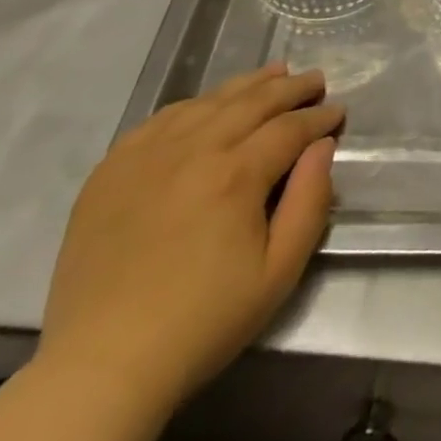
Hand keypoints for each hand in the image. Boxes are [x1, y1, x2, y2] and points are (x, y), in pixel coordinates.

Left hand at [36, 64, 342, 414]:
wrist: (101, 366)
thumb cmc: (202, 322)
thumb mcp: (279, 272)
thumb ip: (310, 201)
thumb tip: (322, 146)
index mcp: (236, 173)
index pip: (290, 127)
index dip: (319, 117)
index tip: (338, 113)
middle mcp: (194, 148)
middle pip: (253, 100)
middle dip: (291, 87)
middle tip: (315, 80)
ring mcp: (148, 154)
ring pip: (210, 100)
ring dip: (248, 85)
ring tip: (274, 74)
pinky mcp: (112, 168)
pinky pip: (163, 117)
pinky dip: (197, 104)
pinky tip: (210, 105)